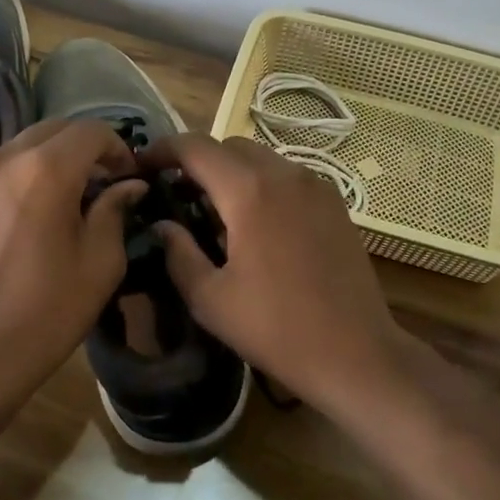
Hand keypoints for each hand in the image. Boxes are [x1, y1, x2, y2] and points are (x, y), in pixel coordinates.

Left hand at [0, 119, 146, 406]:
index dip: (118, 147)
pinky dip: (23, 176)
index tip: (129, 176)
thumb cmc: (48, 310)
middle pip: (55, 130)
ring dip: (53, 159)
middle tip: (104, 181)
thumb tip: (128, 185)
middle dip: (85, 148)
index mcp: (46, 169)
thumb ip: (115, 210)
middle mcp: (6, 159)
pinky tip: (30, 214)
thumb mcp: (100, 262)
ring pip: (24, 146)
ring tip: (68, 197)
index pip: (91, 131)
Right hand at [139, 134, 403, 415]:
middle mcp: (284, 174)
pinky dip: (262, 183)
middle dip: (199, 161)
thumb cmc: (276, 328)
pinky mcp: (335, 202)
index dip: (164, 149)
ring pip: (261, 158)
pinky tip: (256, 223)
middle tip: (178, 193)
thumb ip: (178, 253)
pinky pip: (287, 176)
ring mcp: (315, 185)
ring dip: (232, 172)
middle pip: (230, 147)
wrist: (356, 353)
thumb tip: (162, 224)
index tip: (143, 165)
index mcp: (249, 191)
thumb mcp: (210, 299)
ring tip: (216, 210)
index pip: (196, 147)